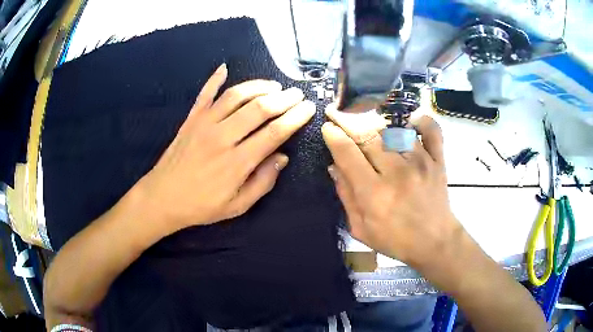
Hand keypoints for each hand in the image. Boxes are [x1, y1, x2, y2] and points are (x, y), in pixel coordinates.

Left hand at [139, 64, 314, 229]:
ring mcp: (204, 124)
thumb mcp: (237, 206)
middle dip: (284, 98)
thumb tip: (282, 157)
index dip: (295, 118)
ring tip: (274, 85)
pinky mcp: (191, 119)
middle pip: (259, 108)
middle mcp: (222, 137)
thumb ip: (262, 182)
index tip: (308, 108)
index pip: (274, 132)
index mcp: (237, 162)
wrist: (162, 198)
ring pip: (235, 95)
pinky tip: (224, 67)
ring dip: (258, 86)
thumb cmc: (201, 206)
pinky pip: (205, 94)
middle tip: (297, 93)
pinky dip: (214, 79)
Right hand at [322, 107, 462, 268]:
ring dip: (378, 126)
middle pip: (368, 136)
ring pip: (394, 129)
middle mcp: (397, 172)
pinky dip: (421, 121)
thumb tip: (334, 166)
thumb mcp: (361, 228)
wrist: (435, 242)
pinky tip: (409, 123)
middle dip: (350, 125)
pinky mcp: (437, 160)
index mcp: (374, 193)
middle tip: (343, 121)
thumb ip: (346, 196)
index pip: (348, 153)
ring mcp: (420, 162)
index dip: (334, 136)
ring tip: (371, 128)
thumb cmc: (395, 239)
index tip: (328, 128)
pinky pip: (431, 130)